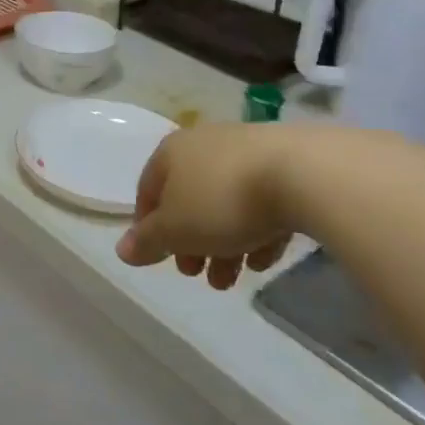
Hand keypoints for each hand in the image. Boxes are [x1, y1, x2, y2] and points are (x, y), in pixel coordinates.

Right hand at [116, 124, 297, 289]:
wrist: (303, 174)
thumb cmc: (223, 201)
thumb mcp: (176, 230)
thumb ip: (147, 241)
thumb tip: (122, 250)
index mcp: (171, 152)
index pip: (148, 191)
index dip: (148, 227)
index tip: (159, 258)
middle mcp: (204, 144)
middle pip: (188, 199)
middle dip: (190, 242)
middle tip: (197, 274)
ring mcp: (246, 152)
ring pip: (225, 204)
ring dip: (223, 244)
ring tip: (233, 279)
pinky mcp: (285, 165)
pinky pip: (261, 202)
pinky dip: (257, 230)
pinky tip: (264, 258)